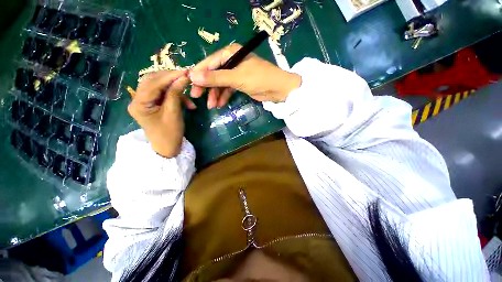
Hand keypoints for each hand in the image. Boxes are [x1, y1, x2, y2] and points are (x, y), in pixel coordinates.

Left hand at [127, 70, 195, 157]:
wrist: (167, 148)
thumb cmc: (170, 134)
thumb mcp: (174, 113)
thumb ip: (176, 94)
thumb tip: (184, 77)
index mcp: (138, 103)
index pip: (153, 83)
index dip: (170, 76)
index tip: (186, 72)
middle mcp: (137, 99)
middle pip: (153, 81)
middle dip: (171, 79)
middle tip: (187, 77)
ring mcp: (144, 101)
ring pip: (159, 86)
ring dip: (175, 88)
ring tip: (189, 95)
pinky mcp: (152, 104)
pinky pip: (163, 94)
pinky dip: (176, 96)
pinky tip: (187, 103)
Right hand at [189, 43, 301, 108]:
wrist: (278, 89)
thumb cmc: (259, 79)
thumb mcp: (236, 77)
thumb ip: (216, 77)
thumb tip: (193, 76)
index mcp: (230, 53)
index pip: (210, 62)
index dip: (199, 73)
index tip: (190, 84)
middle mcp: (232, 61)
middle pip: (214, 73)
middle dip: (207, 86)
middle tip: (198, 98)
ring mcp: (236, 73)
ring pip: (221, 83)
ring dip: (215, 94)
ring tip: (211, 106)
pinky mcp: (240, 83)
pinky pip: (228, 89)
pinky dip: (224, 96)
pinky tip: (220, 104)